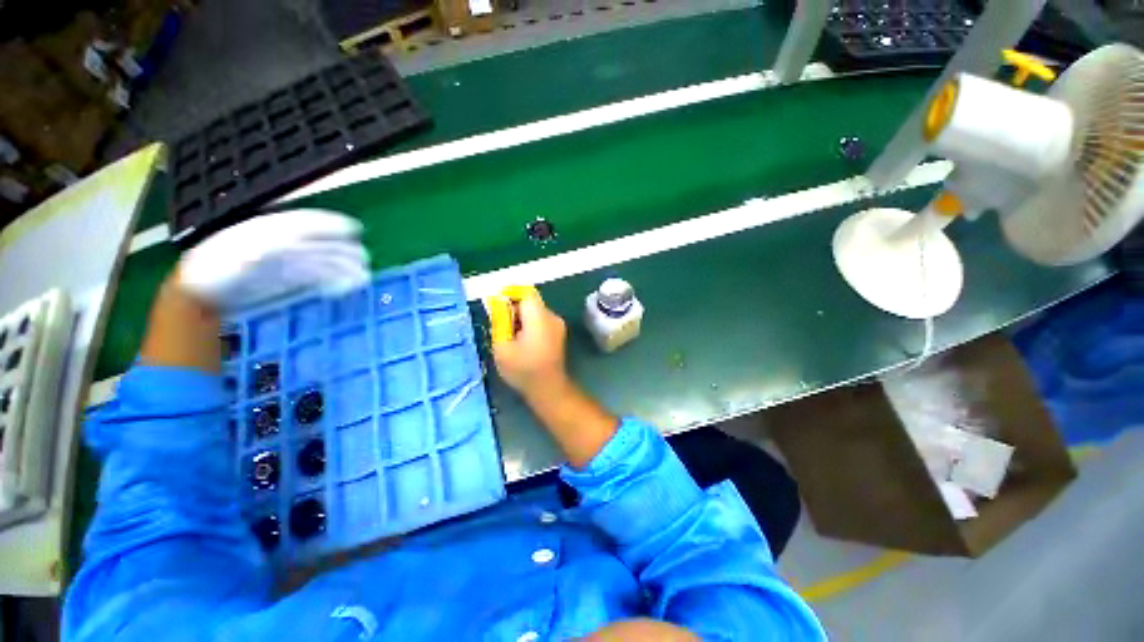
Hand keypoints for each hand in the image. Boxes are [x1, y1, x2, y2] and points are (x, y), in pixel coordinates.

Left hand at [178, 209, 368, 310]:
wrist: (200, 291)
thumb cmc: (215, 270)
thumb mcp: (236, 254)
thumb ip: (266, 246)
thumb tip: (291, 241)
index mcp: (270, 232)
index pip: (306, 224)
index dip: (330, 224)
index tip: (354, 229)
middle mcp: (282, 243)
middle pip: (319, 244)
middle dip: (343, 250)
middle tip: (365, 259)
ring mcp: (285, 261)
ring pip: (321, 261)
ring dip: (342, 268)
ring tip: (361, 277)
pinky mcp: (286, 278)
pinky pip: (315, 276)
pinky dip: (331, 280)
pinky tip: (342, 287)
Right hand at [491, 288, 567, 396]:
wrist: (549, 389)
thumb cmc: (523, 370)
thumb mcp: (502, 346)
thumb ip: (499, 321)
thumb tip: (497, 303)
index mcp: (539, 317)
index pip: (525, 292)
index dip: (510, 295)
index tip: (498, 308)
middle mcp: (552, 316)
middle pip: (530, 301)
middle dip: (514, 309)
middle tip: (502, 327)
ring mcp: (558, 324)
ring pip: (535, 311)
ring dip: (521, 318)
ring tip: (511, 337)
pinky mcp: (558, 333)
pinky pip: (541, 320)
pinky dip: (529, 325)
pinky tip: (523, 342)